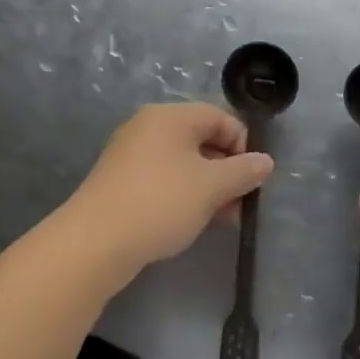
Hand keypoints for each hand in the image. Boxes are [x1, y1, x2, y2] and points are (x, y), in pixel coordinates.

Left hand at [65, 104, 273, 283]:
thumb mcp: (211, 186)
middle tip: (242, 201)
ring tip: (224, 218)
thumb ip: (243, 171)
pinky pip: (163, 180)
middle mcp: (147, 128)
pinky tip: (194, 222)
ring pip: (182, 163)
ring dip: (208, 187)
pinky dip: (184, 195)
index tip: (253, 176)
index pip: (219, 117)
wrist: (95, 242)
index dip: (243, 143)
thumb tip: (265, 161)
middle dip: (227, 169)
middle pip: (201, 139)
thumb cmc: (160, 202)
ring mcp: (130, 155)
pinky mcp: (120, 182)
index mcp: (169, 117)